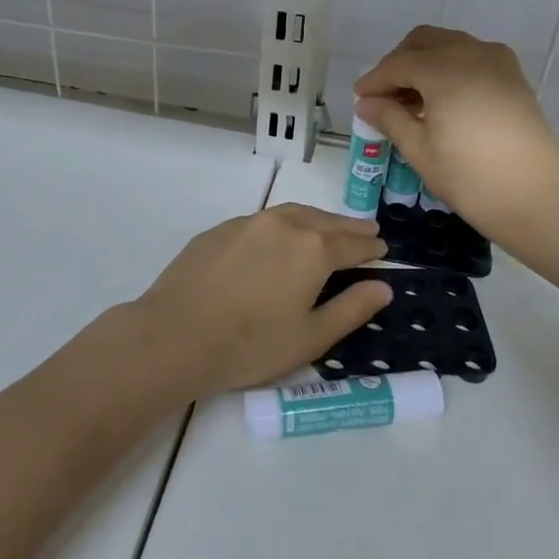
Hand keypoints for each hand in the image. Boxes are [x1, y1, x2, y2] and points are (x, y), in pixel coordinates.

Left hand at [126, 204, 392, 395]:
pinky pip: (263, 221)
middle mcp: (283, 225)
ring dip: (317, 220)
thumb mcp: (311, 337)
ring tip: (329, 228)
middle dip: (349, 227)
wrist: (174, 336)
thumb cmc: (250, 345)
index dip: (371, 248)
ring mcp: (248, 223)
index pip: (353, 244)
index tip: (383, 250)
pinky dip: (284, 224)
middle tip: (367, 231)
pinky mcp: (219, 230)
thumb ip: (351, 309)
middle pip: (326, 221)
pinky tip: (280, 239)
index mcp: (313, 249)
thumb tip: (382, 287)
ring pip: (293, 213)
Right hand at [354, 26, 558, 245]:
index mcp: (444, 69)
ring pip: (450, 44)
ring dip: (425, 62)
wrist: (536, 198)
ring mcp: (497, 61)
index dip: (375, 80)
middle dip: (399, 62)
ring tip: (411, 100)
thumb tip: (367, 103)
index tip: (359, 99)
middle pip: (424, 41)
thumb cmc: (470, 177)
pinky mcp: (513, 76)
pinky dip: (450, 67)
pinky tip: (442, 100)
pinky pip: (472, 57)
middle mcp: (471, 53)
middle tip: (384, 95)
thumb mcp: (420, 150)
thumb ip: (391, 118)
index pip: (398, 64)